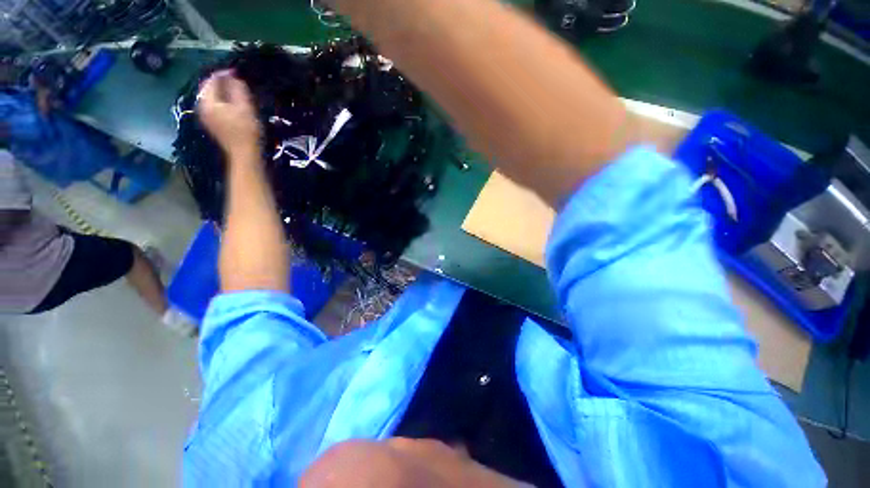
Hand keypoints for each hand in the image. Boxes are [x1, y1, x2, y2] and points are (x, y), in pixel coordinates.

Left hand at [197, 70, 261, 159]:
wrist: (245, 154)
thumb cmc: (246, 131)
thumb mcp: (245, 108)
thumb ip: (237, 90)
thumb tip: (233, 76)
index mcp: (208, 102)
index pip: (211, 81)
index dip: (223, 74)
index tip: (236, 72)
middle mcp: (202, 107)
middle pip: (208, 89)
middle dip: (221, 83)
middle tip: (236, 81)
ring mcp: (206, 117)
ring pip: (211, 98)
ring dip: (222, 92)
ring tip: (236, 91)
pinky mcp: (212, 124)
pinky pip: (214, 106)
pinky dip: (222, 101)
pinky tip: (233, 104)